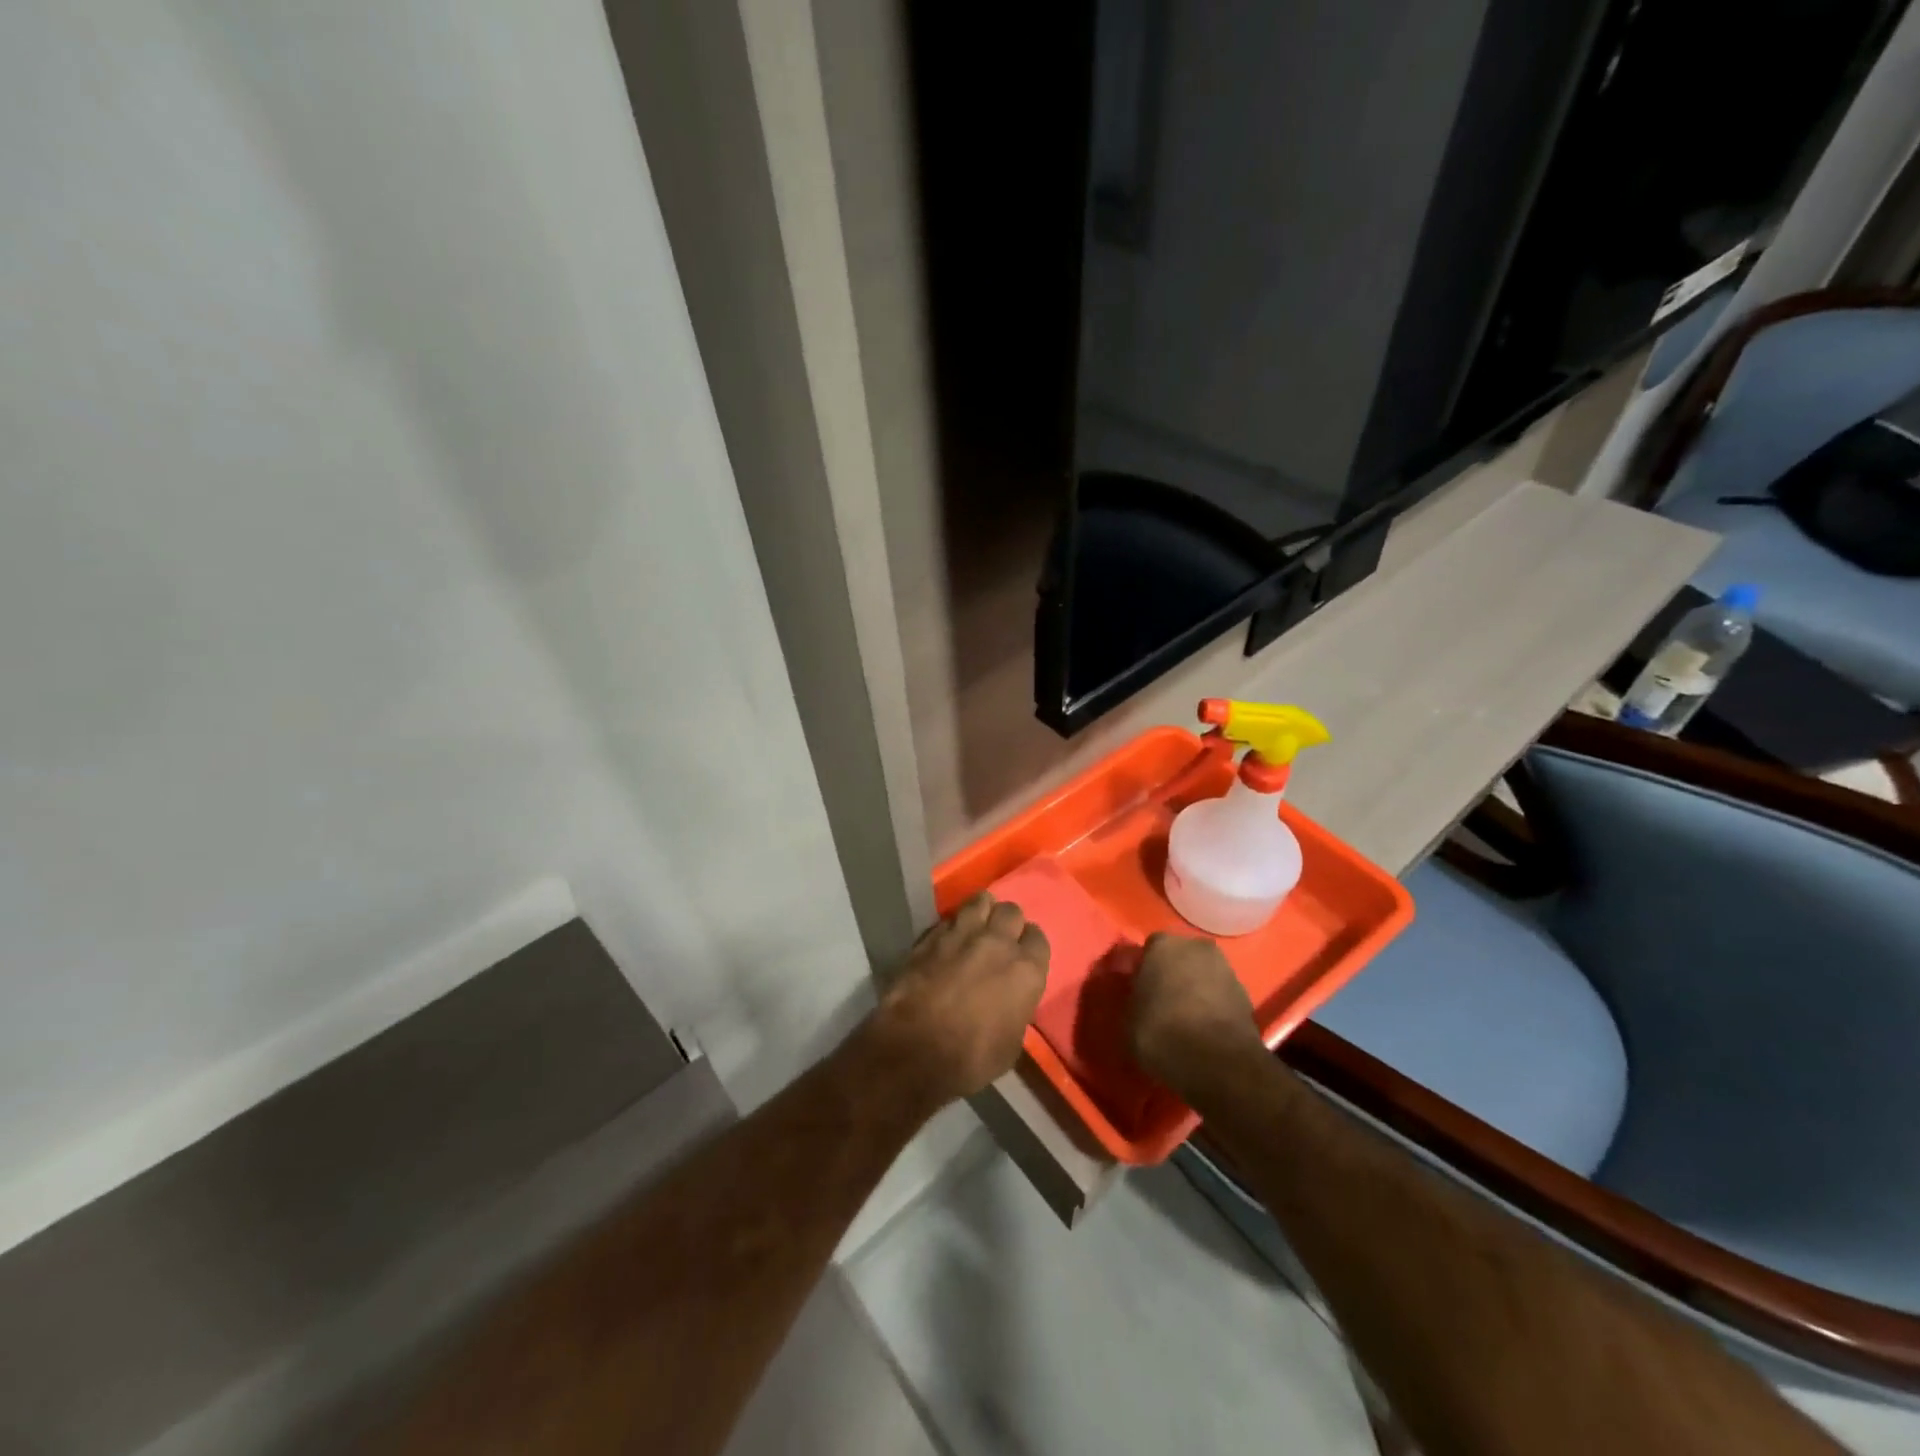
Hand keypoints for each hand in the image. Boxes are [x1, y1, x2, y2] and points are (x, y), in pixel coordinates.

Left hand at [865, 893, 1049, 1103]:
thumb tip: (1010, 999)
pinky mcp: (931, 935)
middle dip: (1008, 923)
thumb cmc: (971, 1058)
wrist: (914, 1050)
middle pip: (1011, 911)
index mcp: (1026, 969)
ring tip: (976, 927)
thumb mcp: (1011, 1044)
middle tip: (1000, 940)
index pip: (1038, 938)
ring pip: (981, 901)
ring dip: (982, 912)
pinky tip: (949, 938)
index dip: (1029, 946)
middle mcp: (998, 942)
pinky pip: (950, 917)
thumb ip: (1017, 1008)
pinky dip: (954, 924)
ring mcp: (962, 933)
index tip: (1023, 957)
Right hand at [1129, 932, 1261, 1095]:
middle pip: (1180, 957)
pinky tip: (1204, 1031)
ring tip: (1184, 1020)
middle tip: (1161, 1002)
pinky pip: (1221, 997)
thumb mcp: (1128, 1020)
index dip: (1144, 970)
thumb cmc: (1162, 1032)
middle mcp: (1196, 947)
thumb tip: (1139, 1000)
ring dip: (1195, 990)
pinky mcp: (1246, 996)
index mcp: (1163, 945)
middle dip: (1172, 975)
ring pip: (1203, 975)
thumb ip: (1133, 1000)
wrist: (1218, 1062)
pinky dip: (1213, 1008)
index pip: (1149, 949)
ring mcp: (1226, 969)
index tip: (1139, 990)